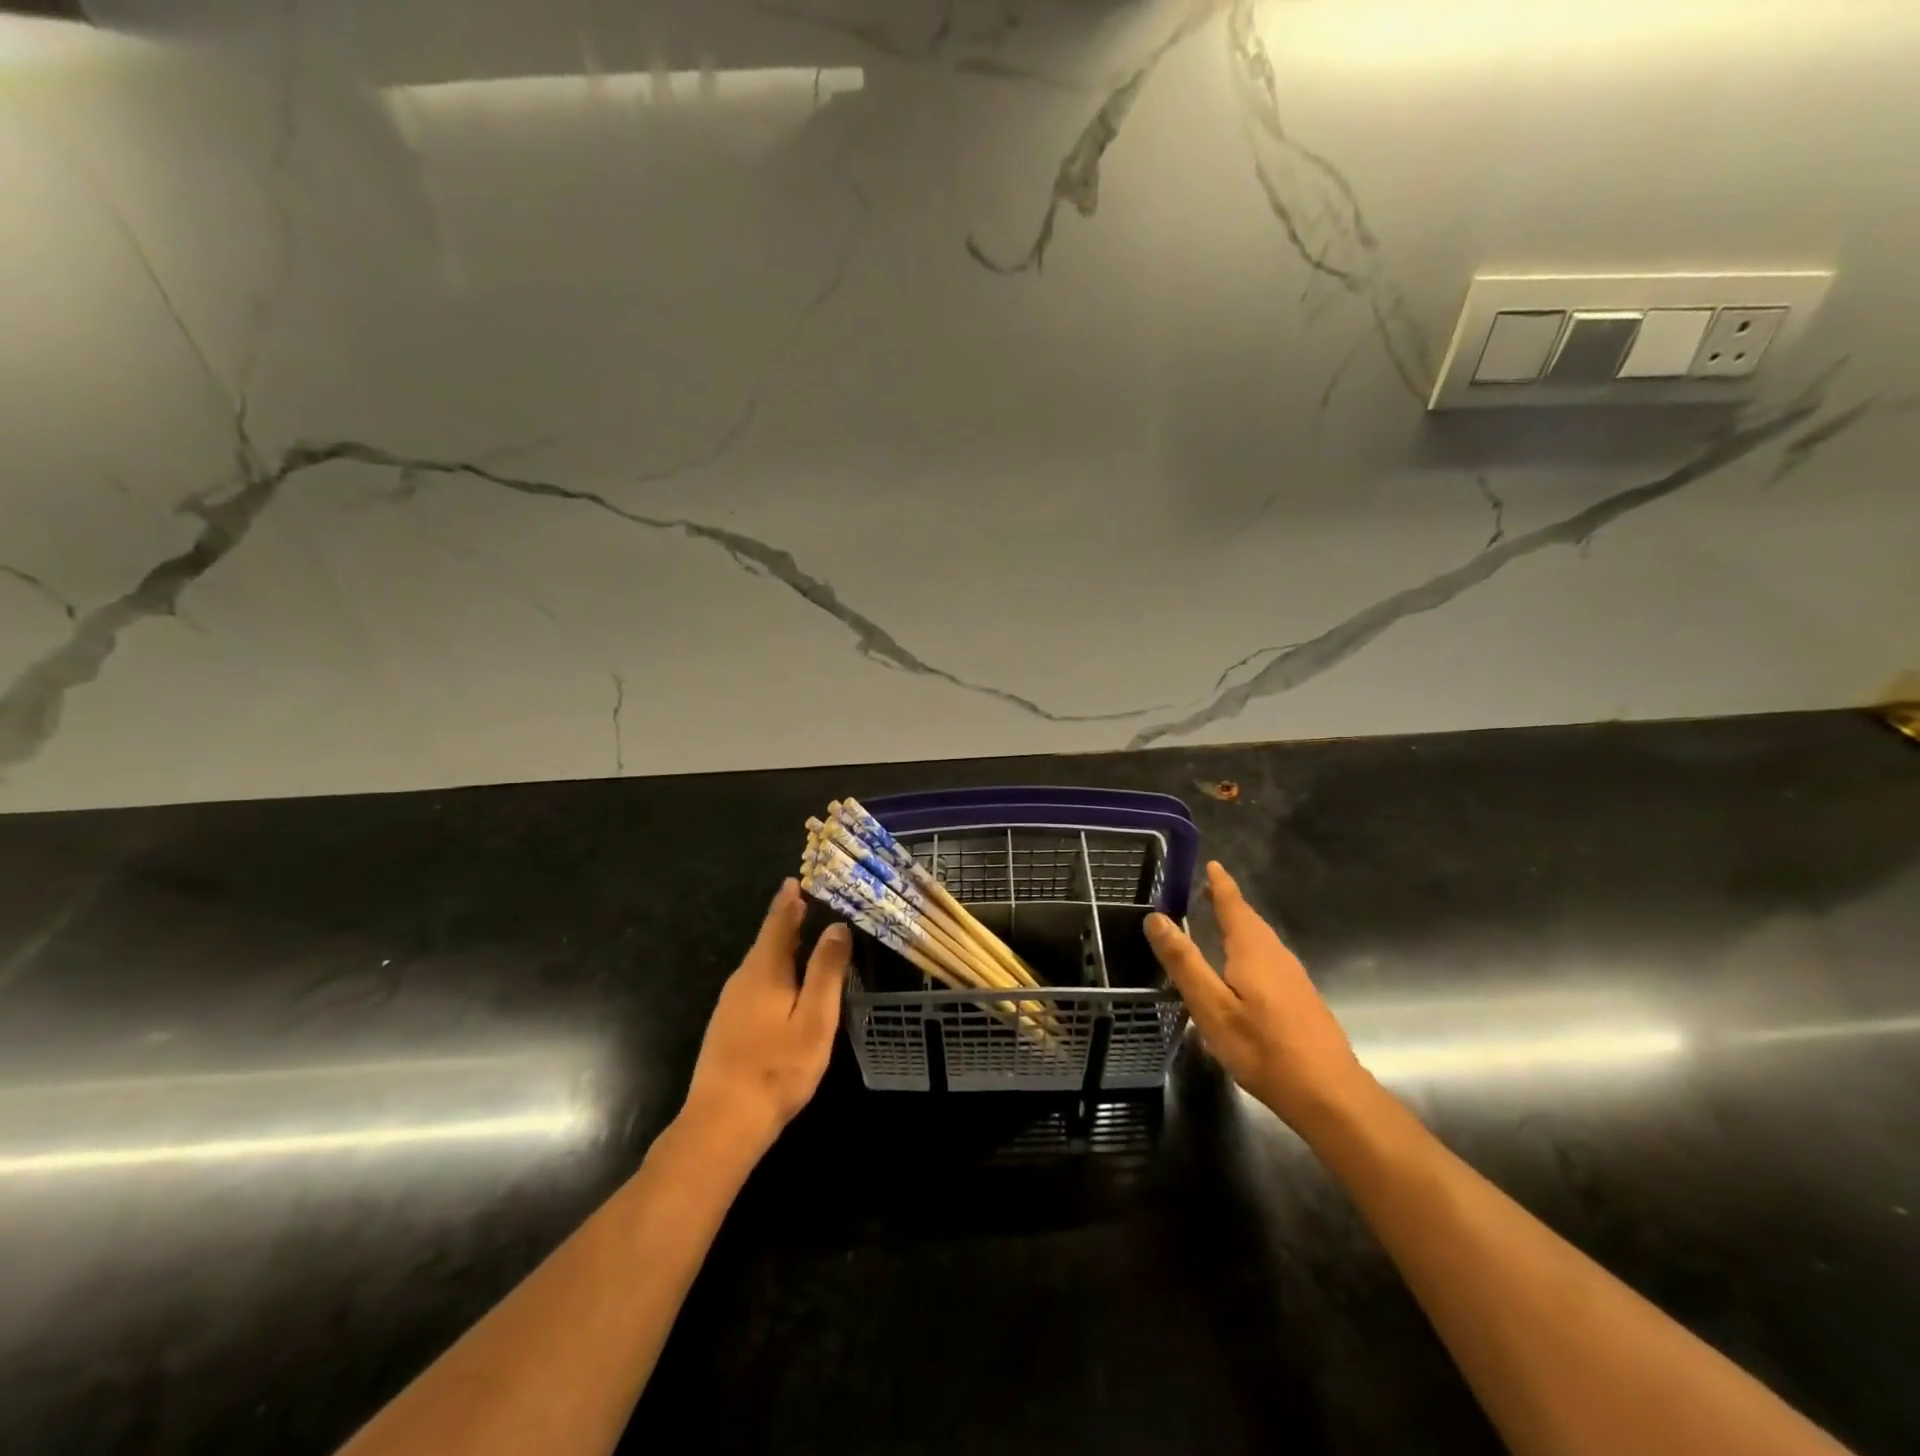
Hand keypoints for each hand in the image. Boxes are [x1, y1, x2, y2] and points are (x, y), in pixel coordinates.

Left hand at [682, 879, 850, 1157]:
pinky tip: (785, 980)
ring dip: (780, 944)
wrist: (722, 1123)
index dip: (789, 900)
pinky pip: (755, 981)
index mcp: (764, 970)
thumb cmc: (777, 1068)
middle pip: (767, 940)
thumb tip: (837, 926)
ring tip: (803, 933)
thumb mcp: (815, 1018)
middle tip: (809, 901)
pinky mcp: (728, 1025)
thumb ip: (826, 971)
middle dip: (787, 919)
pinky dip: (773, 967)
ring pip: (760, 962)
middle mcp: (743, 979)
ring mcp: (731, 1003)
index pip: (778, 922)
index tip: (798, 878)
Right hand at [1146, 861, 1374, 1136]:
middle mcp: (1277, 955)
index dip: (1221, 884)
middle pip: (1250, 921)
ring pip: (1262, 942)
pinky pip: (1270, 960)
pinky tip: (1243, 971)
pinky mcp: (1302, 1000)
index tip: (1212, 864)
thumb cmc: (1263, 1049)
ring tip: (1220, 924)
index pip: (1234, 905)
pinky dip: (1251, 950)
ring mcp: (1294, 978)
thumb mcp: (1211, 1007)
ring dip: (1241, 927)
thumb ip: (1184, 961)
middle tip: (1208, 890)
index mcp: (1253, 950)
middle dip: (1229, 904)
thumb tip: (1156, 917)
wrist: (1330, 1095)